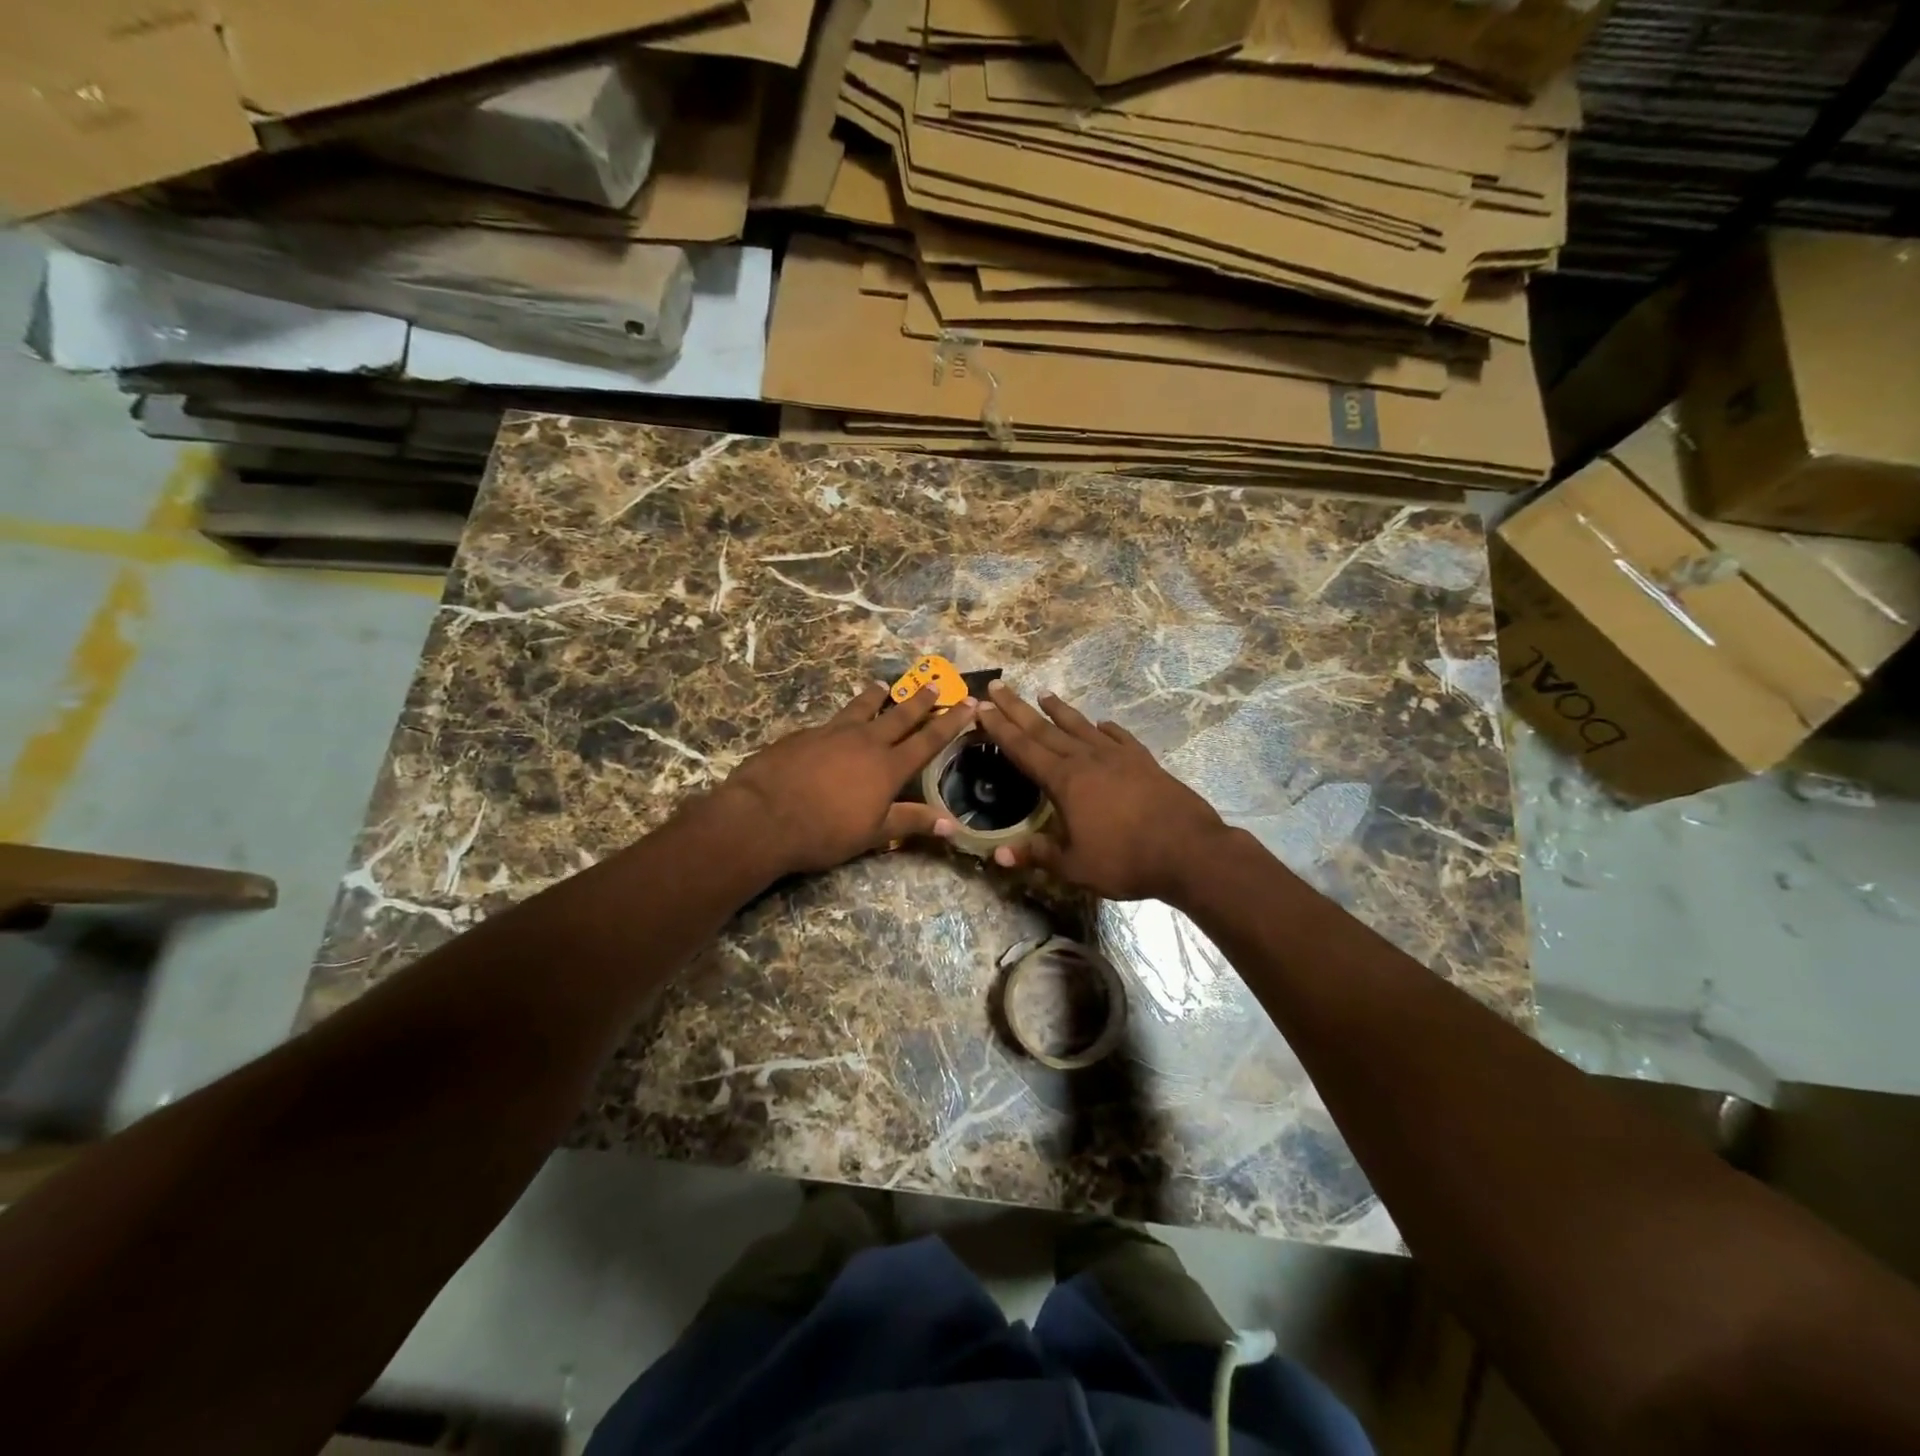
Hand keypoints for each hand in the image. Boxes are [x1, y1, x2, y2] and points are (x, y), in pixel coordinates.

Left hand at [718, 682, 975, 875]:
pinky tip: (836, 724)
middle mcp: (865, 741)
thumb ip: (910, 822)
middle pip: (900, 714)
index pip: (928, 739)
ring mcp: (833, 732)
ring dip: (877, 696)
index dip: (951, 721)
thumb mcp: (873, 833)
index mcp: (888, 767)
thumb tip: (951, 825)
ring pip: (862, 707)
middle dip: (921, 699)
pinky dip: (842, 717)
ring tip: (885, 686)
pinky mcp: (804, 734)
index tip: (968, 703)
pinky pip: (831, 720)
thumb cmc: (824, 832)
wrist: (763, 816)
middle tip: (935, 681)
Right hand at [968, 681, 1229, 901]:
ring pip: (1081, 727)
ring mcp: (1119, 757)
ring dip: (1060, 710)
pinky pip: (1120, 738)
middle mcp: (1088, 759)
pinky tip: (1102, 724)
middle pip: (1046, 729)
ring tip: (1044, 694)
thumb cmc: (1126, 860)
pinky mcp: (1145, 762)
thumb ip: (1037, 855)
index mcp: (1065, 781)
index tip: (981, 708)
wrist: (1189, 851)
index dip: (1000, 729)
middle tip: (998, 687)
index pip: (1023, 749)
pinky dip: (1106, 729)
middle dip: (1018, 709)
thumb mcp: (1074, 866)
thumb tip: (997, 855)